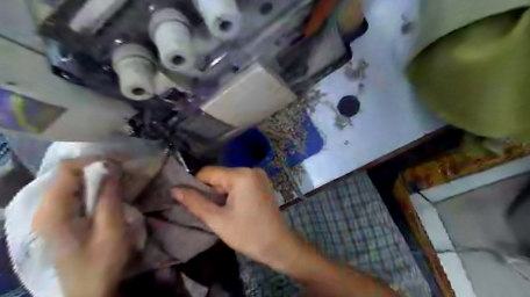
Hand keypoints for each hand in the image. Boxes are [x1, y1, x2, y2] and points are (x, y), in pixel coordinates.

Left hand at [32, 159, 128, 296]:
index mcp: (53, 212)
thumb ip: (109, 197)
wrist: (88, 291)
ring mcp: (49, 216)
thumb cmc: (101, 262)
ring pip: (71, 183)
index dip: (93, 161)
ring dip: (96, 178)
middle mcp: (44, 210)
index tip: (120, 163)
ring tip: (119, 179)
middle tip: (123, 170)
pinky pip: (74, 194)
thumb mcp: (111, 229)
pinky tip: (108, 193)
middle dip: (97, 168)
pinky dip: (92, 188)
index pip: (66, 170)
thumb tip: (112, 167)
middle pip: (67, 175)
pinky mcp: (58, 220)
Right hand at [172, 167, 304, 270]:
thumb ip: (195, 203)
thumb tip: (175, 189)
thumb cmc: (248, 234)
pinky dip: (231, 194)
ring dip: (221, 194)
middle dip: (211, 192)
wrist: (278, 244)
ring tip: (224, 213)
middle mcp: (251, 169)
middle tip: (213, 212)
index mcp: (241, 175)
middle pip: (219, 176)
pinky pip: (239, 183)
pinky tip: (234, 209)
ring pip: (228, 180)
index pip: (208, 172)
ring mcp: (258, 175)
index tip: (195, 204)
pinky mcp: (261, 183)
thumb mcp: (218, 220)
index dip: (196, 186)